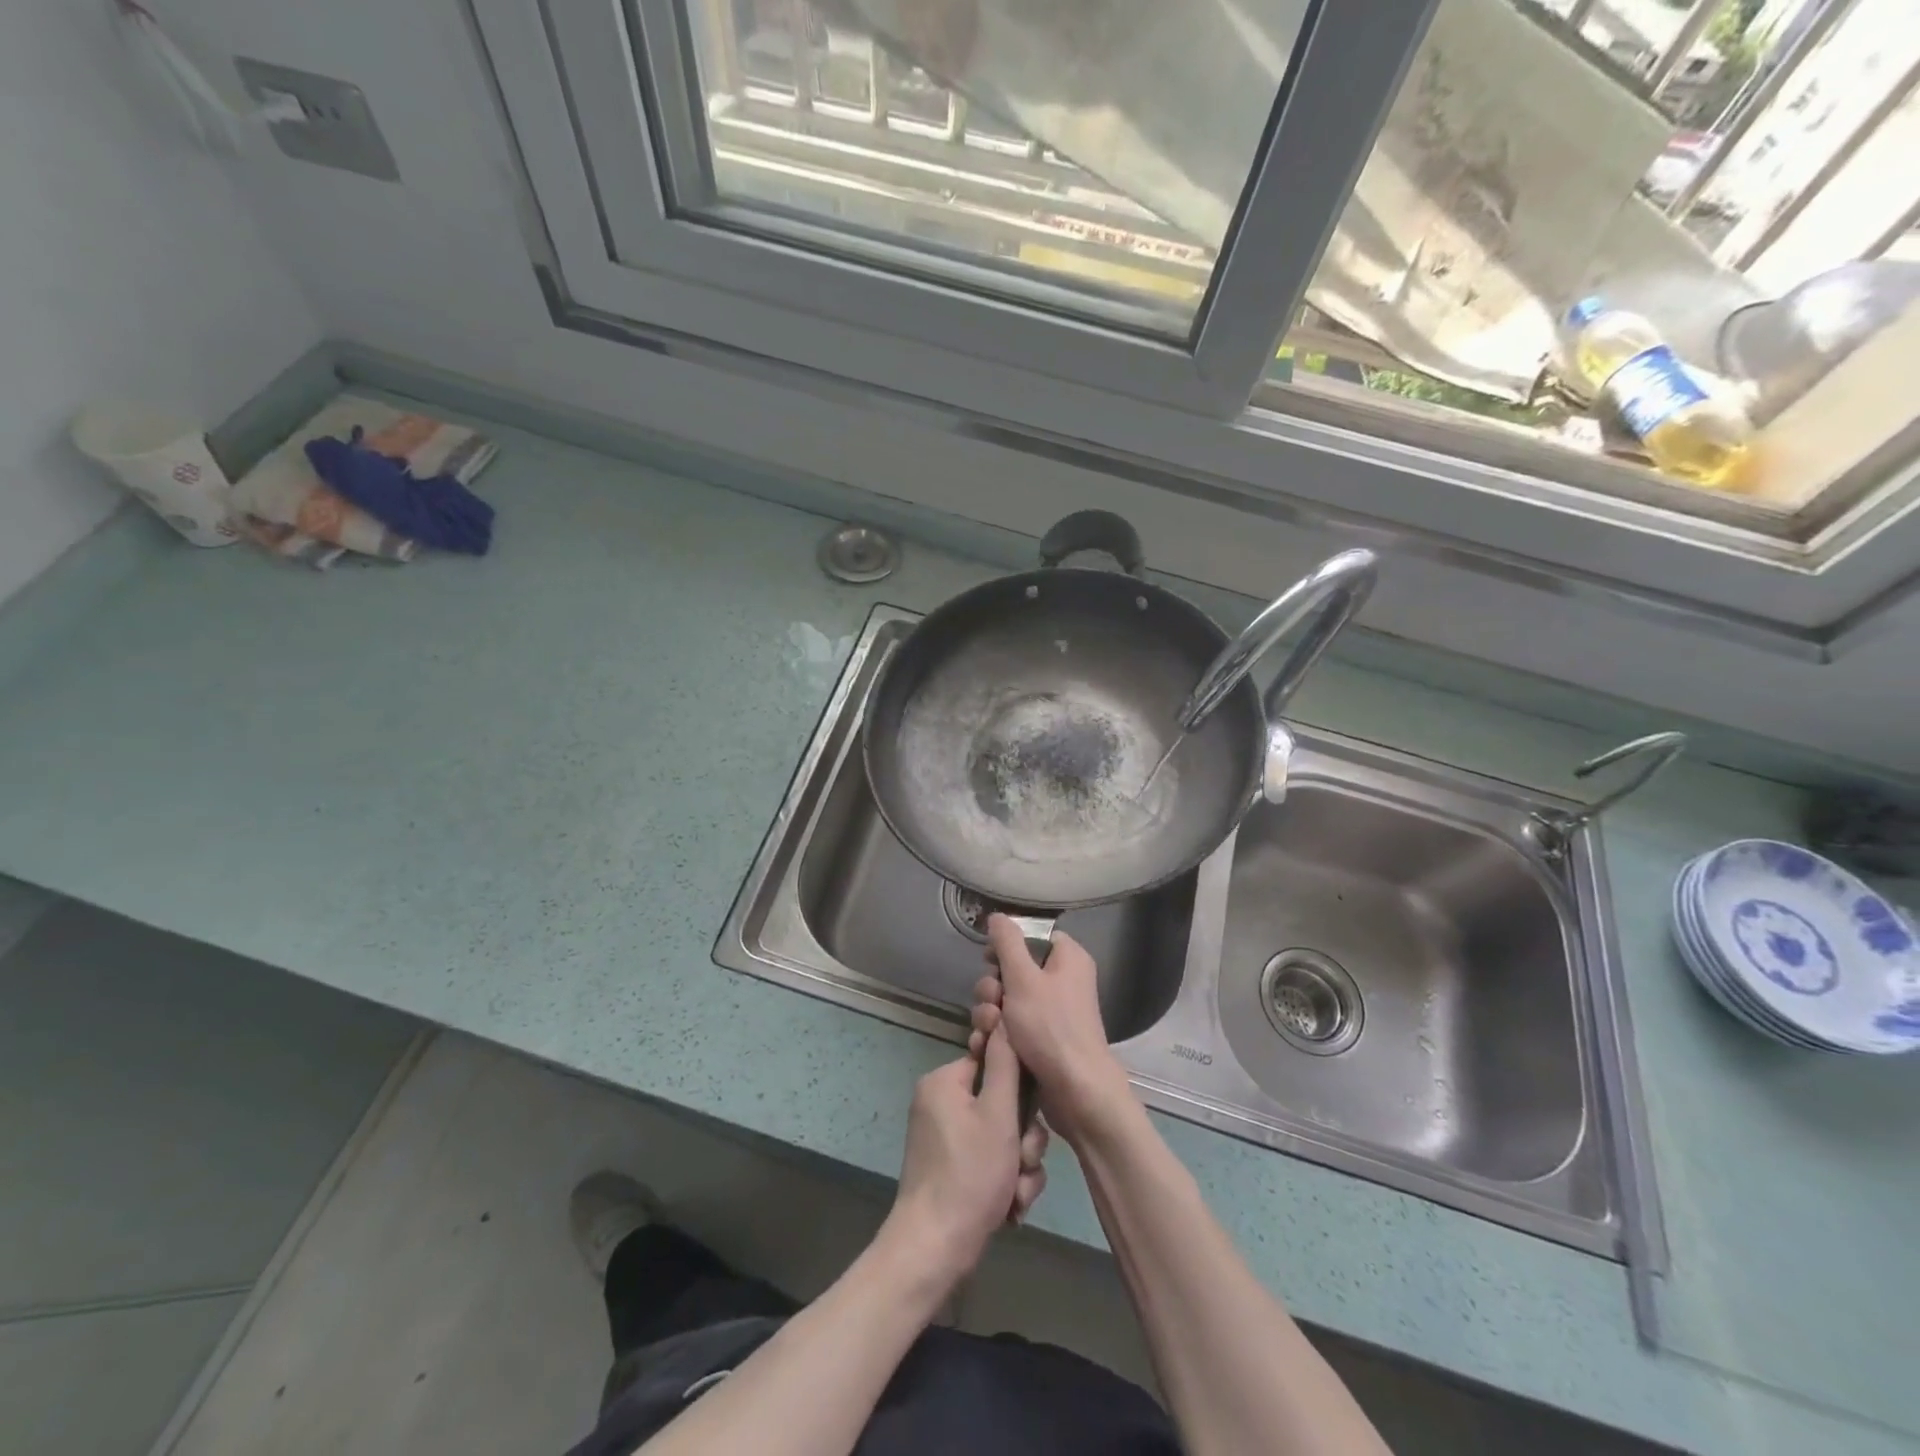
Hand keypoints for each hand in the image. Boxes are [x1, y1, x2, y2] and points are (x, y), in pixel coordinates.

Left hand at [887, 1030, 1048, 1286]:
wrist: (935, 1249)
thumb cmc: (969, 1175)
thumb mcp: (998, 1114)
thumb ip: (1006, 1065)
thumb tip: (1003, 1018)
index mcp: (945, 1081)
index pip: (994, 1063)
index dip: (1020, 1091)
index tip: (1028, 1119)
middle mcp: (941, 1104)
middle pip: (1002, 1105)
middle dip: (1022, 1140)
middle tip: (1022, 1163)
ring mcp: (944, 1138)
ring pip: (1001, 1138)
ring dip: (1019, 1166)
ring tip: (1016, 1193)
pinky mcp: (950, 1168)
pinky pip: (989, 1161)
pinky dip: (1004, 1182)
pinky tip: (1010, 1208)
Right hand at [969, 917, 1136, 1146]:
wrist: (1075, 1092)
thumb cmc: (1051, 1027)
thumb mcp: (1023, 978)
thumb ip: (1007, 943)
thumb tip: (998, 916)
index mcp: (1067, 958)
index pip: (1032, 938)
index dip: (1007, 947)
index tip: (989, 960)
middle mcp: (1062, 982)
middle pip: (1013, 971)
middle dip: (992, 988)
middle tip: (992, 1003)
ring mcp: (1051, 1014)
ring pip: (1006, 1001)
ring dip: (989, 1014)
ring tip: (987, 1031)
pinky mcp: (1041, 1041)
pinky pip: (1011, 1027)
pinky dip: (996, 1035)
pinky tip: (983, 1047)